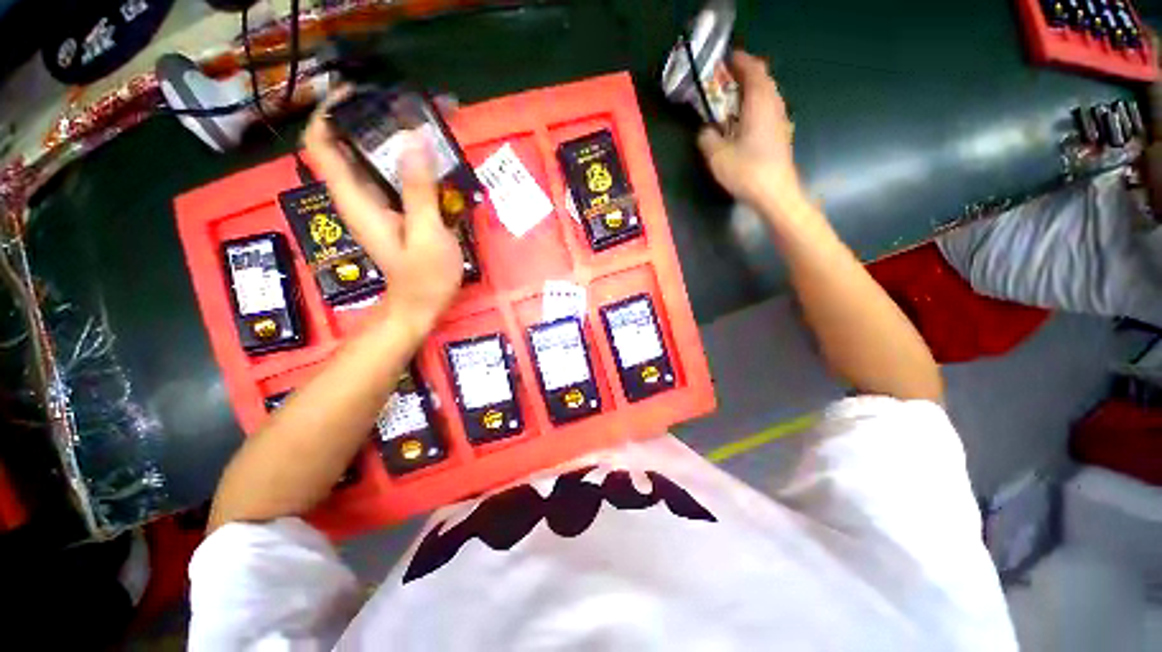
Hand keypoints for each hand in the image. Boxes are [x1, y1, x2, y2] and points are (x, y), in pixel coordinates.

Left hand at [304, 91, 463, 331]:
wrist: (419, 306)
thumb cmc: (424, 277)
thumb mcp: (427, 234)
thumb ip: (418, 189)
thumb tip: (412, 138)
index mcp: (356, 199)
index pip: (321, 145)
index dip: (329, 113)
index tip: (357, 94)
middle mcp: (356, 197)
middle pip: (342, 146)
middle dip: (364, 120)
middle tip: (400, 106)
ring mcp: (372, 206)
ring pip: (365, 160)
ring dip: (385, 139)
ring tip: (418, 126)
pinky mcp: (389, 213)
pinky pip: (385, 177)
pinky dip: (400, 161)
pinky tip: (426, 160)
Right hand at [697, 51, 805, 212]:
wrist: (775, 194)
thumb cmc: (747, 171)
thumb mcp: (717, 156)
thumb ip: (708, 138)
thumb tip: (705, 130)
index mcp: (759, 103)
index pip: (753, 69)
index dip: (740, 61)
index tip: (724, 60)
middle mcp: (773, 105)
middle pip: (763, 79)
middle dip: (744, 75)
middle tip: (724, 81)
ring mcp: (780, 120)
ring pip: (767, 95)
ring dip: (750, 92)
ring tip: (731, 100)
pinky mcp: (780, 135)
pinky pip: (767, 110)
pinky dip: (754, 106)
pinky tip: (742, 122)